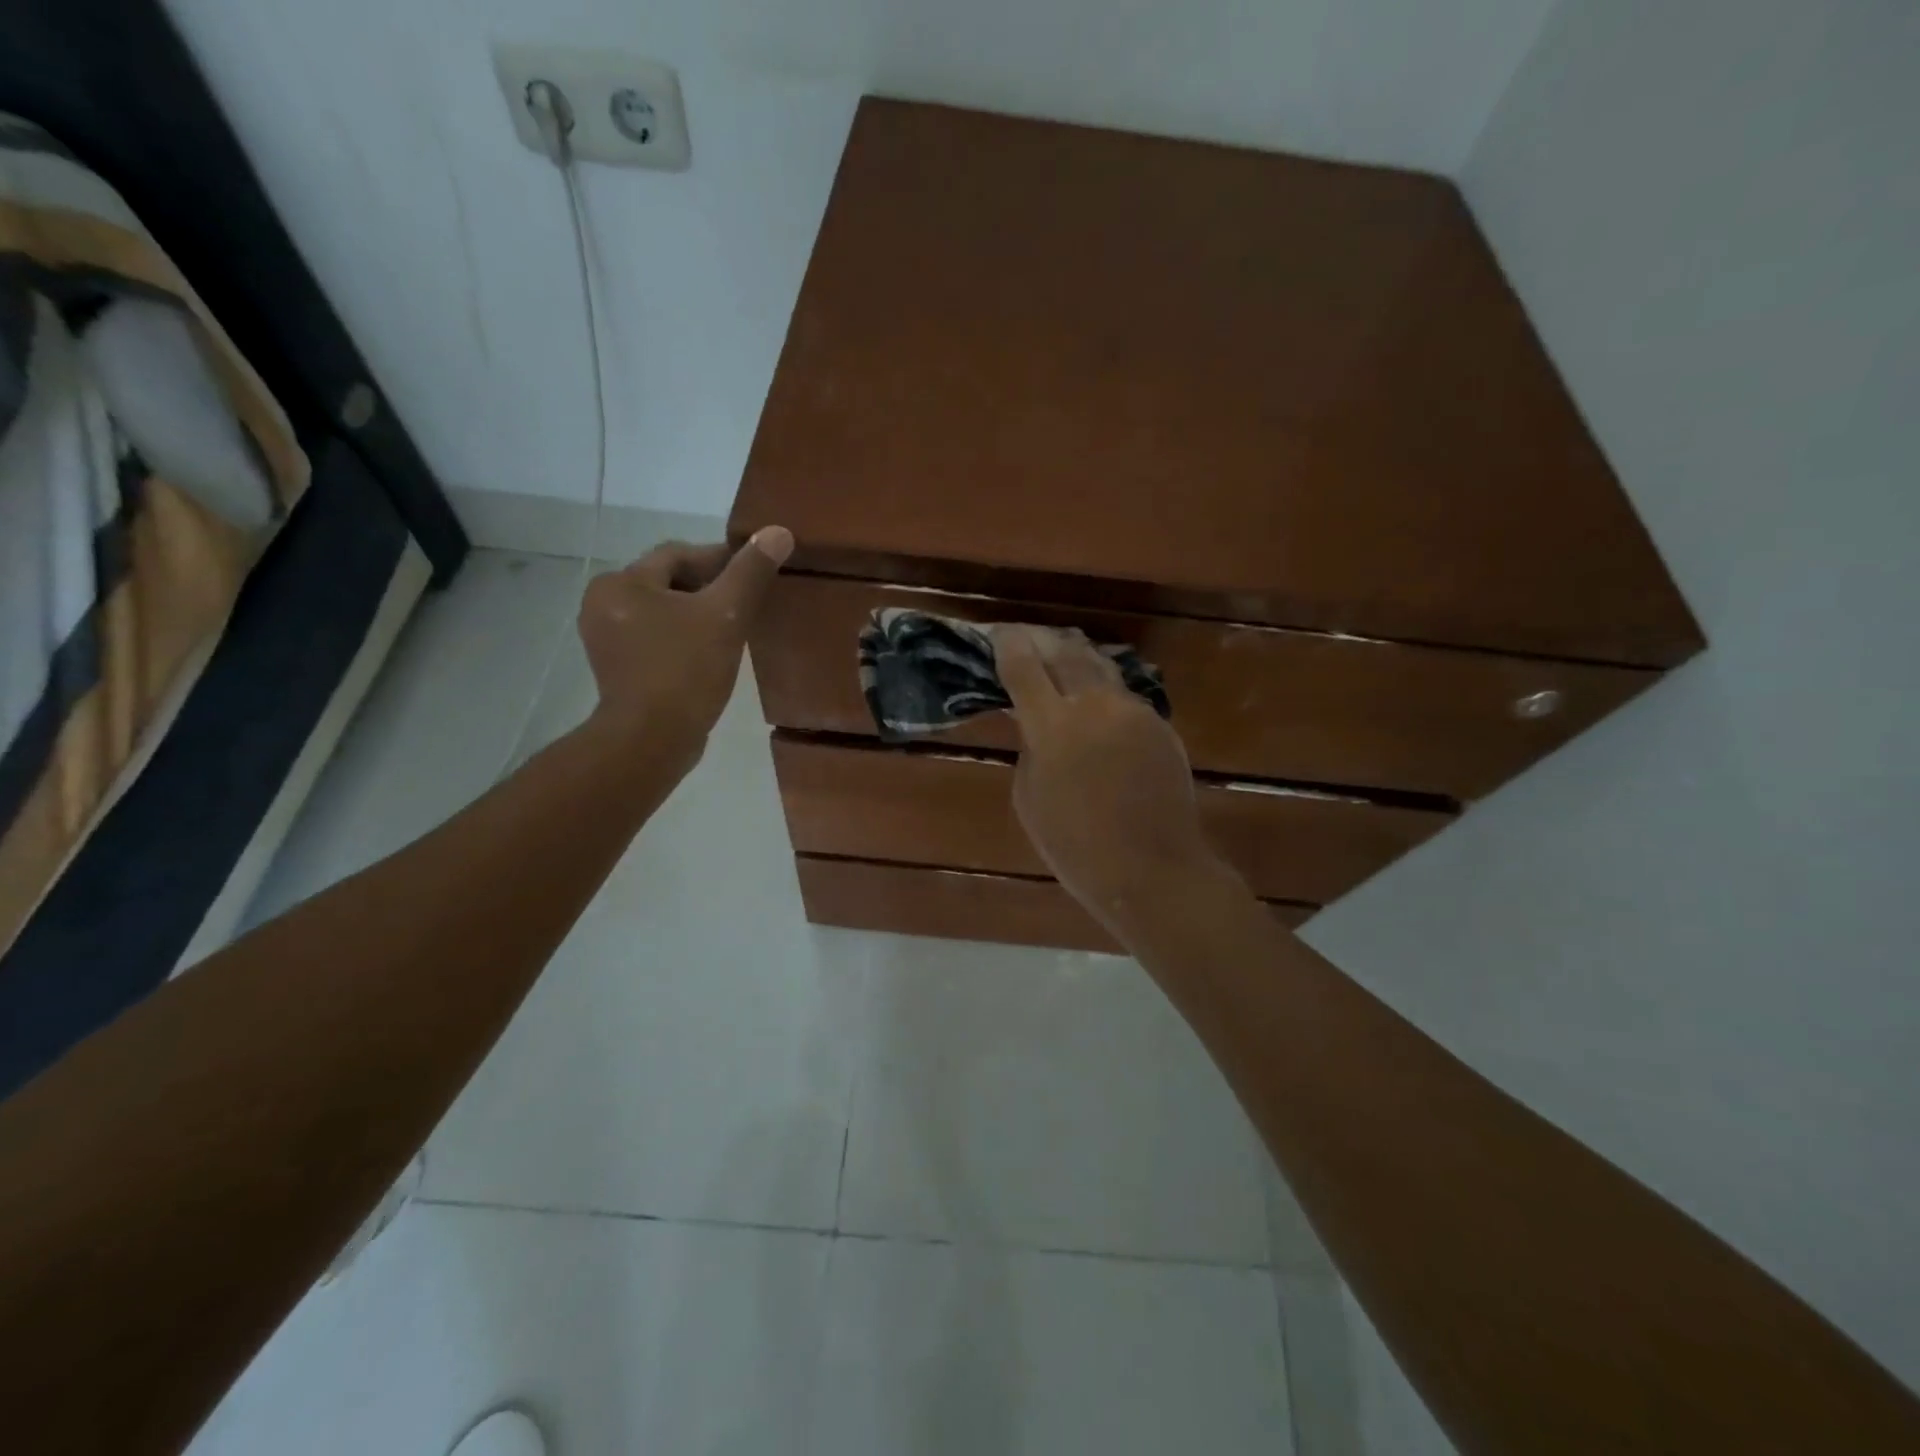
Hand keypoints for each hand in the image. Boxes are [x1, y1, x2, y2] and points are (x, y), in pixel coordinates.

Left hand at [577, 527, 791, 775]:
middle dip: (708, 589)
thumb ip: (750, 573)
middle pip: (668, 582)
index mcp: (621, 583)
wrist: (652, 740)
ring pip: (663, 612)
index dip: (720, 560)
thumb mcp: (725, 616)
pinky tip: (710, 655)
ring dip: (697, 615)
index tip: (754, 575)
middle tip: (747, 605)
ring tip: (733, 630)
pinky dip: (682, 639)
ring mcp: (606, 639)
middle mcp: (603, 603)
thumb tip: (778, 532)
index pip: (678, 555)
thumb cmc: (685, 671)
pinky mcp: (617, 668)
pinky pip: (656, 639)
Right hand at [995, 626, 1221, 924]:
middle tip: (1034, 639)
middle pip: (1067, 652)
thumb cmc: (1075, 845)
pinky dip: (1106, 693)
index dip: (1008, 644)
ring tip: (1066, 657)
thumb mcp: (1029, 797)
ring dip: (1079, 659)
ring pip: (1101, 668)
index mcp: (1052, 725)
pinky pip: (1126, 697)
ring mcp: (1133, 711)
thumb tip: (1033, 721)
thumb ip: (1029, 748)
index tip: (1000, 634)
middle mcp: (1094, 704)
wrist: (1151, 869)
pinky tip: (1100, 704)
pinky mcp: (1160, 724)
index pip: (1023, 666)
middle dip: (1046, 641)